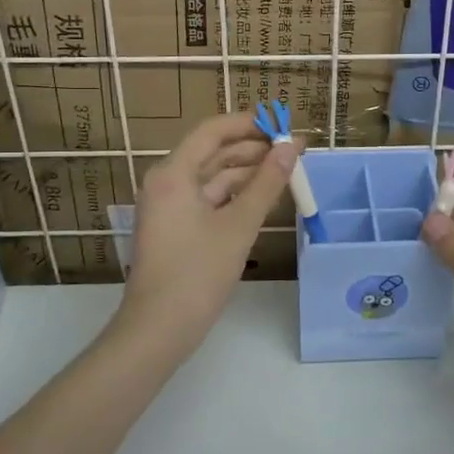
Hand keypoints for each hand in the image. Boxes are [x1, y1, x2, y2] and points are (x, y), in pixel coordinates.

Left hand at [120, 112, 299, 345]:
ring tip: (286, 174)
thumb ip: (267, 184)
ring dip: (247, 174)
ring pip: (213, 178)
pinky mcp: (175, 228)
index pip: (213, 131)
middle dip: (253, 150)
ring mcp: (169, 206)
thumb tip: (291, 148)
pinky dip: (235, 196)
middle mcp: (166, 182)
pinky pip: (208, 199)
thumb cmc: (198, 272)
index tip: (283, 126)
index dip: (249, 124)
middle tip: (294, 151)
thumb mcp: (239, 225)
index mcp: (173, 173)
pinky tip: (263, 199)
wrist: (159, 329)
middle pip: (213, 152)